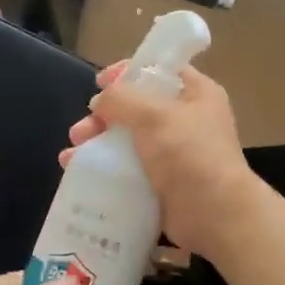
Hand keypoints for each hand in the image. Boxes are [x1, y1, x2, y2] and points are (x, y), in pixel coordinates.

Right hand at [62, 62, 266, 262]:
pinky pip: (128, 169)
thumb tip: (100, 101)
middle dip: (103, 117)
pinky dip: (104, 169)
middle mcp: (186, 120)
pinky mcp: (162, 182)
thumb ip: (121, 99)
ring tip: (71, 156)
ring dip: (97, 144)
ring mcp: (174, 154)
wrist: (214, 214)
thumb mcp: (153, 115)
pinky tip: (79, 173)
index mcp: (196, 94)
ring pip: (127, 140)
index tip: (99, 83)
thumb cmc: (189, 154)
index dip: (127, 73)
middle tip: (81, 131)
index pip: (158, 71)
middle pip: (136, 108)